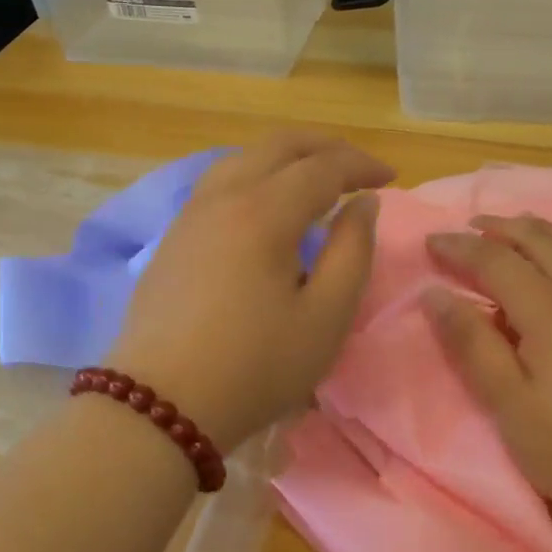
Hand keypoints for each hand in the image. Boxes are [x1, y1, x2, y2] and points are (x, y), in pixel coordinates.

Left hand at [109, 132, 394, 451]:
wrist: (160, 406)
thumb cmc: (254, 367)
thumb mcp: (325, 318)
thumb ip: (352, 252)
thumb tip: (363, 204)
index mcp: (264, 212)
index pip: (322, 166)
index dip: (361, 165)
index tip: (391, 178)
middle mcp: (223, 197)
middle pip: (278, 146)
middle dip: (325, 147)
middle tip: (358, 167)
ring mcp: (191, 215)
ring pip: (243, 158)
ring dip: (287, 157)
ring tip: (316, 178)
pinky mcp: (173, 237)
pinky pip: (220, 182)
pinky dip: (257, 174)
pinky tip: (267, 203)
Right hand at [424, 215, 551, 531]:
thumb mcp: (511, 407)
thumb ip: (472, 345)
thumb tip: (435, 294)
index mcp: (550, 308)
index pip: (495, 259)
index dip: (459, 247)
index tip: (430, 242)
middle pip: (538, 239)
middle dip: (498, 228)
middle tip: (468, 228)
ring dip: (538, 230)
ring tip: (514, 230)